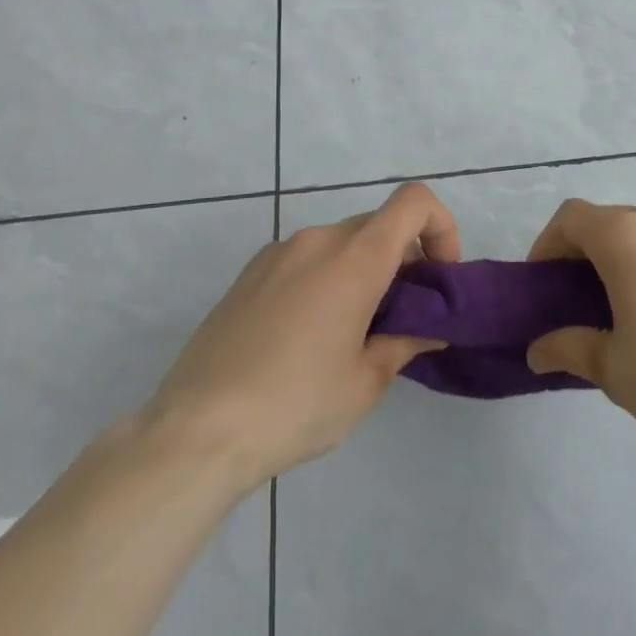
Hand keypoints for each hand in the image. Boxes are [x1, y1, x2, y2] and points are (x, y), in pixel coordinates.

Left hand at [146, 182, 456, 482]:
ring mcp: (277, 254)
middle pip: (379, 225)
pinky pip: (306, 258)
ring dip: (363, 270)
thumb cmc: (295, 405)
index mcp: (354, 258)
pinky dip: (327, 277)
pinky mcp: (249, 274)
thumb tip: (429, 329)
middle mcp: (317, 240)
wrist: (195, 432)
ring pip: (341, 243)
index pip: (414, 202)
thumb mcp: (365, 382)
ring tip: (354, 331)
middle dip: (404, 259)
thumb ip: (405, 342)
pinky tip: (309, 334)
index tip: (438, 277)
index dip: (441, 227)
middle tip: (403, 316)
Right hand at [523, 199, 635, 446]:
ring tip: (627, 306)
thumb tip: (537, 351)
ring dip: (626, 257)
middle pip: (609, 221)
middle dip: (586, 254)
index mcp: (626, 236)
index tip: (544, 283)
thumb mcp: (611, 367)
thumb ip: (567, 349)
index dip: (547, 244)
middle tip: (579, 301)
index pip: (571, 218)